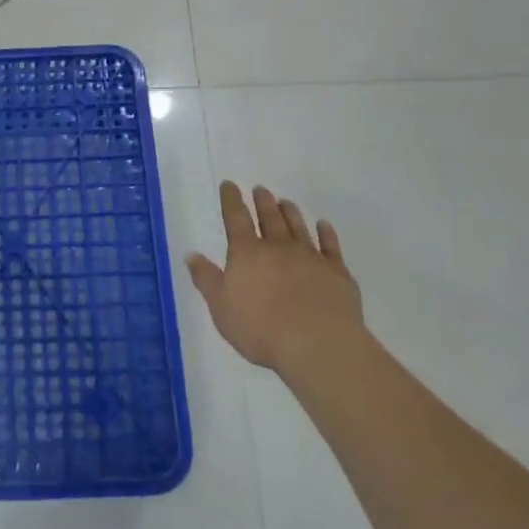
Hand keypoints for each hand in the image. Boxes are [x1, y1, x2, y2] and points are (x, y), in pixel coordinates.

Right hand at [186, 182, 362, 370]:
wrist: (317, 344)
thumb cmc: (260, 329)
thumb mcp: (221, 307)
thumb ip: (206, 279)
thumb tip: (191, 254)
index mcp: (247, 253)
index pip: (236, 218)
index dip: (231, 200)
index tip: (230, 184)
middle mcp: (278, 248)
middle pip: (269, 218)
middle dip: (262, 202)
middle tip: (261, 189)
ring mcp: (310, 257)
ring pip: (298, 227)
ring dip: (290, 213)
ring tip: (285, 202)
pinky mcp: (337, 272)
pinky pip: (330, 246)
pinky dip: (327, 233)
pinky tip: (324, 226)